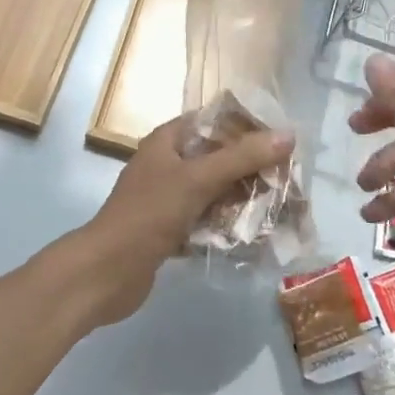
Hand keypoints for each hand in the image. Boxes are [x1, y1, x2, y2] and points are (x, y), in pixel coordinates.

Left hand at [70, 115, 294, 327]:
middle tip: (288, 180)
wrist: (106, 273)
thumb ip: (241, 157)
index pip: (214, 121)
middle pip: (218, 157)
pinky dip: (227, 225)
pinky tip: (255, 235)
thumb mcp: (197, 180)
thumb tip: (288, 135)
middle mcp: (168, 163)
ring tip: (281, 208)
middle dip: (252, 168)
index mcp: (168, 140)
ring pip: (215, 190)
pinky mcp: (170, 229)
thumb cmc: (148, 214)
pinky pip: (207, 219)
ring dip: (243, 198)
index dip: (247, 127)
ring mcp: (168, 198)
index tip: (282, 141)